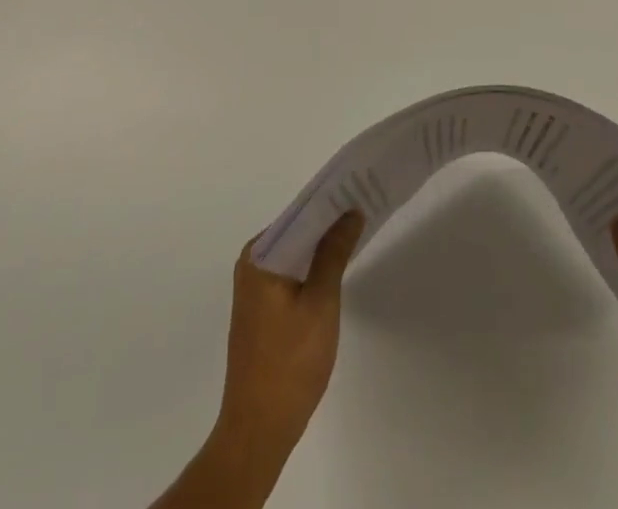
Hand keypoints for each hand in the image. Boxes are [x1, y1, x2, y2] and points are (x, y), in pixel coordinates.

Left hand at [215, 212, 364, 463]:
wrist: (259, 430)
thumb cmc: (290, 362)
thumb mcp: (320, 302)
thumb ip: (334, 253)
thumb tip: (351, 212)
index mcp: (259, 255)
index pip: (300, 213)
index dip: (331, 201)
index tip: (360, 189)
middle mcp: (252, 263)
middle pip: (297, 231)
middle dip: (329, 221)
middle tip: (365, 206)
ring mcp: (255, 287)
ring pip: (295, 252)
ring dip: (323, 244)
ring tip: (358, 230)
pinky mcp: (262, 308)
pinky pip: (291, 271)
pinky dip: (313, 266)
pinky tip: (337, 266)